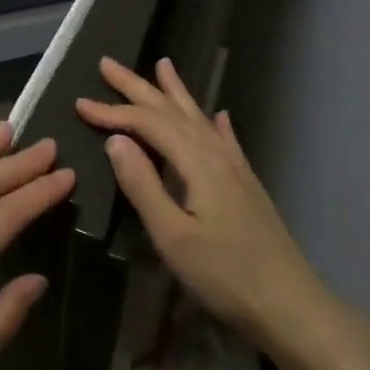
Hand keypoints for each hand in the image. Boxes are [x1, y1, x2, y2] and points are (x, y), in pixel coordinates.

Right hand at [76, 57, 369, 369]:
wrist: (290, 305)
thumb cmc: (224, 275)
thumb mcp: (173, 234)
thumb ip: (143, 184)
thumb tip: (116, 139)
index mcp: (197, 163)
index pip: (148, 124)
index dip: (113, 112)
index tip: (79, 103)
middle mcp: (217, 155)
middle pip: (172, 111)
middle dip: (138, 87)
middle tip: (108, 63)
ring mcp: (236, 169)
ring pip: (198, 119)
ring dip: (176, 93)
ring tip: (163, 65)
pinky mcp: (246, 185)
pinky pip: (225, 140)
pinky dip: (215, 123)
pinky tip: (219, 115)